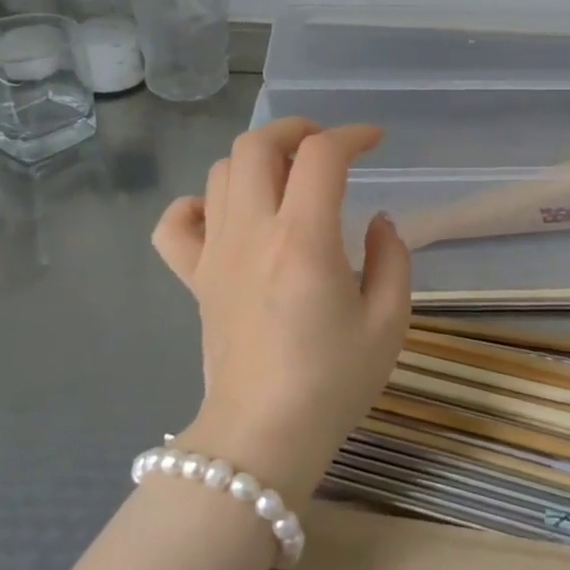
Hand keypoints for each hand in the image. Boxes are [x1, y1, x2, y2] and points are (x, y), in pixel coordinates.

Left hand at [151, 119, 410, 504]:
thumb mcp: (388, 322)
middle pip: (257, 145)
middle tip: (325, 146)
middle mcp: (252, 233)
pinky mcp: (195, 279)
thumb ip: (393, 259)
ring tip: (287, 178)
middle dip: (295, 129)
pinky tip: (227, 216)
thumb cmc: (332, 383)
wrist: (262, 439)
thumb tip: (377, 222)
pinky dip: (198, 204)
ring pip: (220, 172)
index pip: (322, 156)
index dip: (352, 135)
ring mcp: (215, 254)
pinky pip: (177, 224)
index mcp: (304, 240)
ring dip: (257, 160)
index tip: (374, 142)